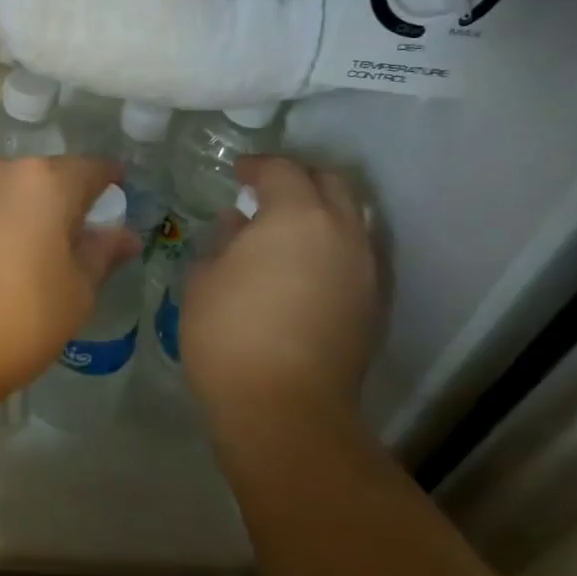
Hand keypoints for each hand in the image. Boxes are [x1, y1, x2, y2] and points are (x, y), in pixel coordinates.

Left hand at [0, 152, 141, 402]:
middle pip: (36, 178)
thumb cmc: (15, 321)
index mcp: (44, 182)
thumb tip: (124, 235)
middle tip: (54, 242)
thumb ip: (101, 254)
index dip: (107, 183)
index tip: (112, 197)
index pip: (90, 170)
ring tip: (1, 254)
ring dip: (4, 210)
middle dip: (50, 202)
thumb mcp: (75, 294)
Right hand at [179, 157, 378, 430]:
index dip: (256, 166)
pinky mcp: (372, 304)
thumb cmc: (230, 335)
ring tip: (286, 230)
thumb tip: (238, 226)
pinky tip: (302, 267)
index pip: (282, 170)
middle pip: (330, 184)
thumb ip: (223, 242)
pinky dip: (330, 246)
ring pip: (350, 218)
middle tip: (266, 193)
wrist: (284, 409)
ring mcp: (364, 269)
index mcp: (297, 217)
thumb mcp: (204, 280)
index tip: (237, 174)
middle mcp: (341, 232)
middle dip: (298, 179)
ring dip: (320, 212)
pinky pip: (354, 254)